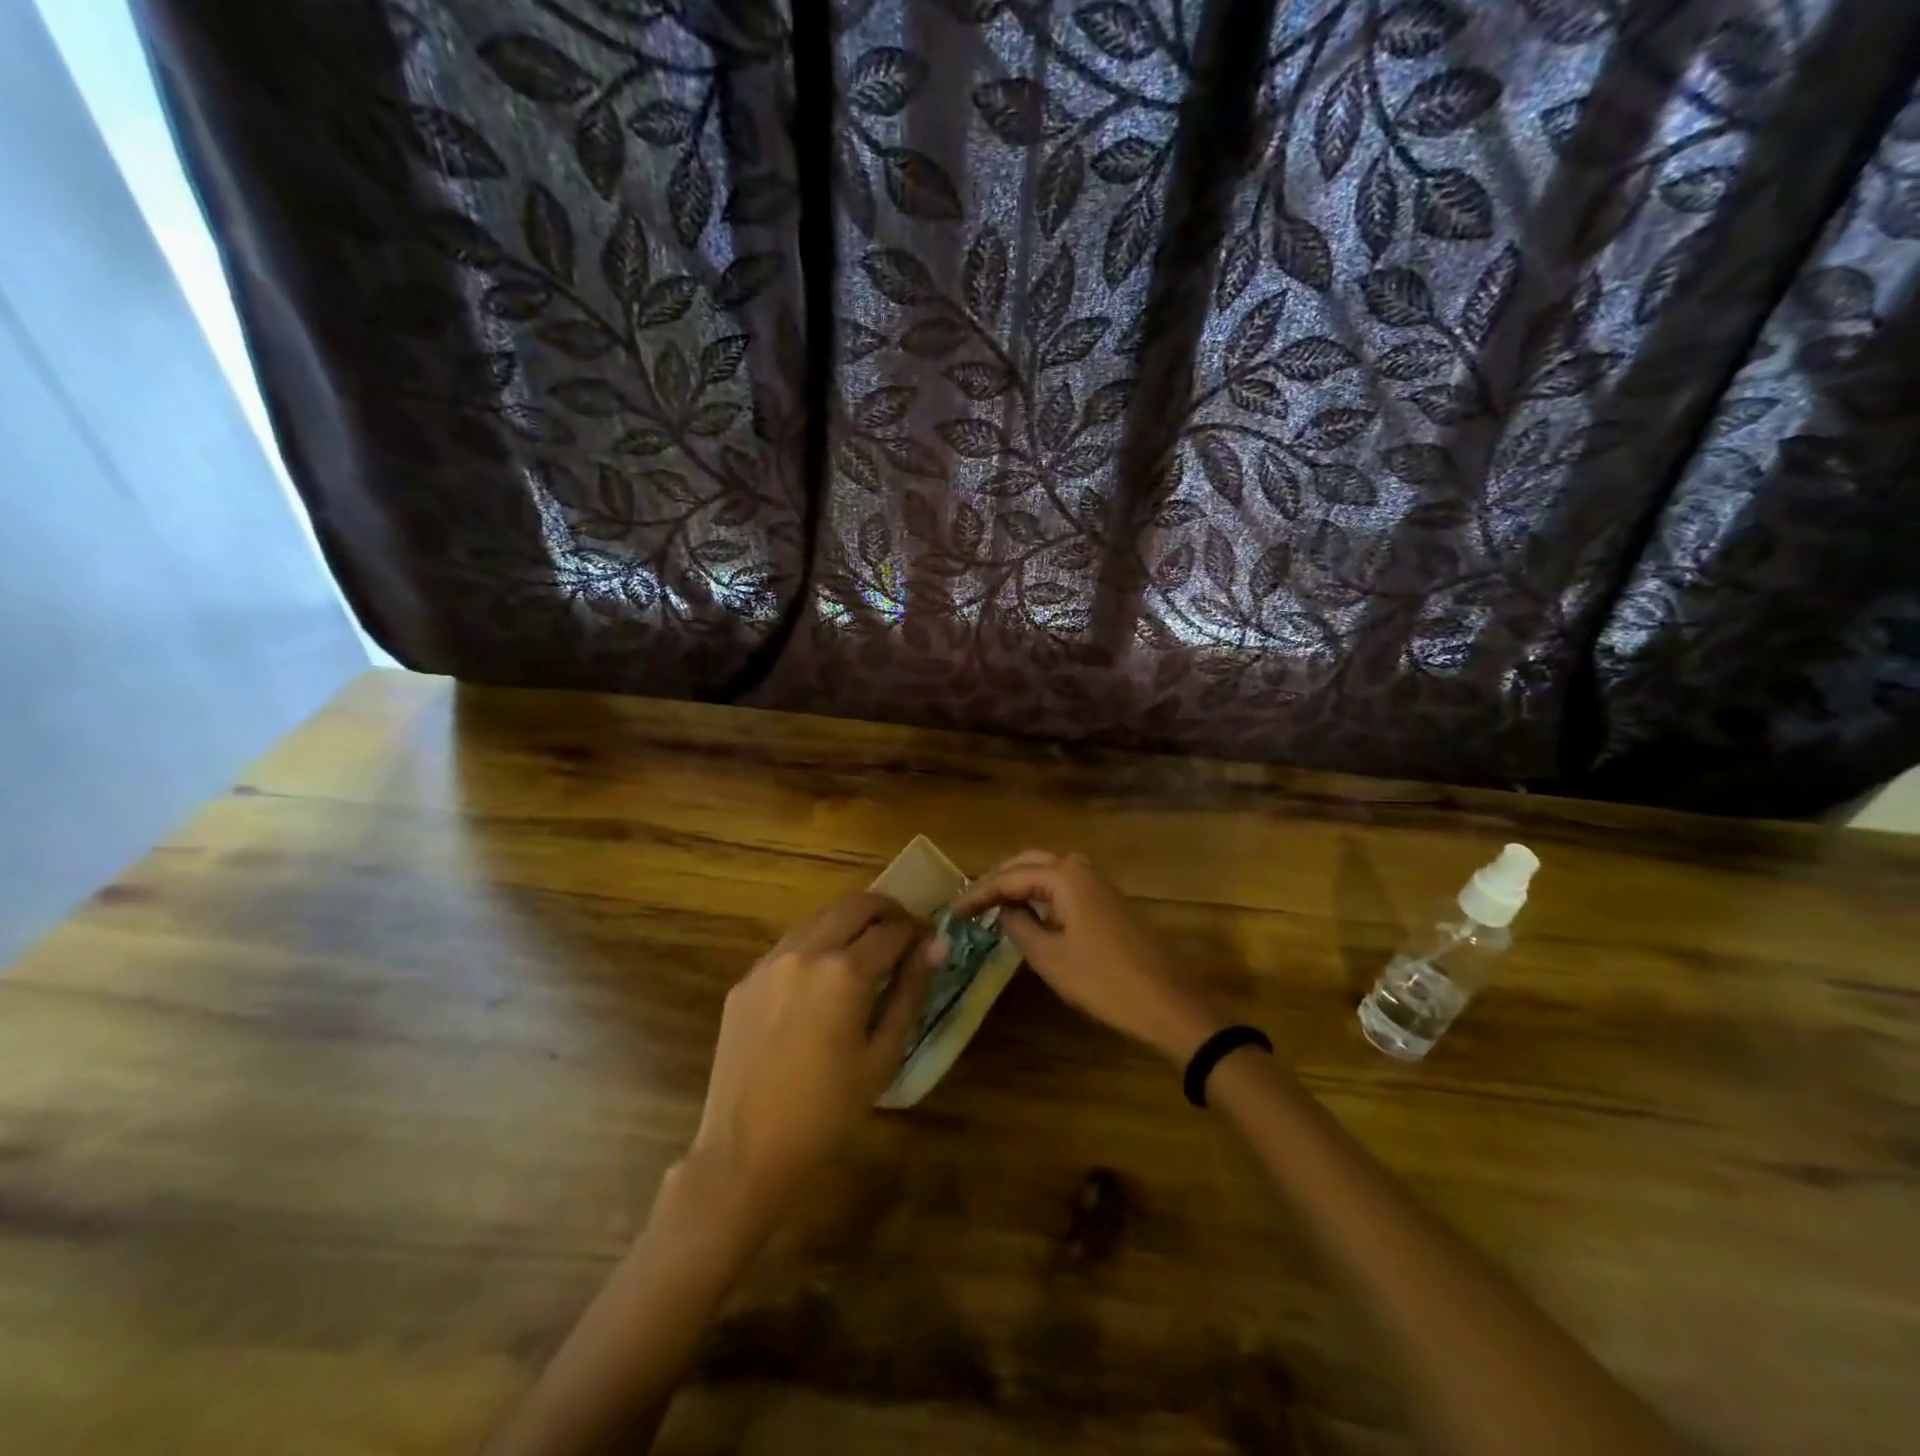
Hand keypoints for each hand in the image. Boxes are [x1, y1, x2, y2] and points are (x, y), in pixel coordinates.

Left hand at [686, 891, 938, 1218]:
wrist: (746, 1152)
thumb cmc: (827, 1113)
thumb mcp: (883, 1056)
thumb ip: (910, 993)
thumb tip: (936, 947)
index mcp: (844, 972)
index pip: (893, 930)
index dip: (919, 929)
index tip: (931, 939)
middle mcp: (806, 952)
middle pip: (855, 904)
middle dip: (888, 910)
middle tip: (906, 931)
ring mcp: (770, 962)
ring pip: (820, 916)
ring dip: (851, 920)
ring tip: (869, 946)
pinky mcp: (746, 979)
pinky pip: (791, 943)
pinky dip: (818, 941)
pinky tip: (826, 974)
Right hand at [950, 851, 1223, 1065]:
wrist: (1168, 1002)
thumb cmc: (1104, 982)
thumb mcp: (1050, 959)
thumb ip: (1020, 927)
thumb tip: (1005, 910)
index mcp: (1065, 877)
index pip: (1009, 877)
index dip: (978, 893)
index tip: (952, 910)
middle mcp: (1082, 870)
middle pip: (1029, 862)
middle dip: (998, 878)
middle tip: (971, 900)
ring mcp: (1099, 884)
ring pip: (1049, 870)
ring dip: (1020, 881)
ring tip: (993, 902)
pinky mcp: (1109, 901)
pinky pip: (1065, 884)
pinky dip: (1041, 891)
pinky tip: (1030, 911)